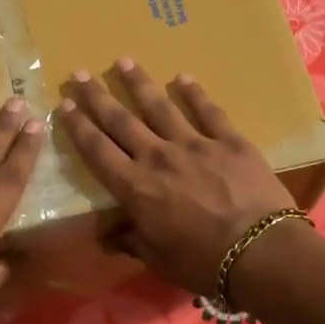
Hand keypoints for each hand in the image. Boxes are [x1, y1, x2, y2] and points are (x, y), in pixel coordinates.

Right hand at [57, 61, 294, 296]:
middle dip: (97, 96)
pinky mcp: (229, 141)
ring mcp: (195, 144)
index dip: (79, 126)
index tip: (64, 104)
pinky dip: (194, 93)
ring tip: (123, 61)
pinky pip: (208, 111)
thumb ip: (130, 240)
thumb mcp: (157, 258)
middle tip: (79, 73)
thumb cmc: (202, 263)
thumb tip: (105, 237)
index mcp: (136, 188)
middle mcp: (158, 157)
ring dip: (139, 83)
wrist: (260, 252)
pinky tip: (183, 77)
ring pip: (160, 107)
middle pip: (121, 121)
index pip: (98, 151)